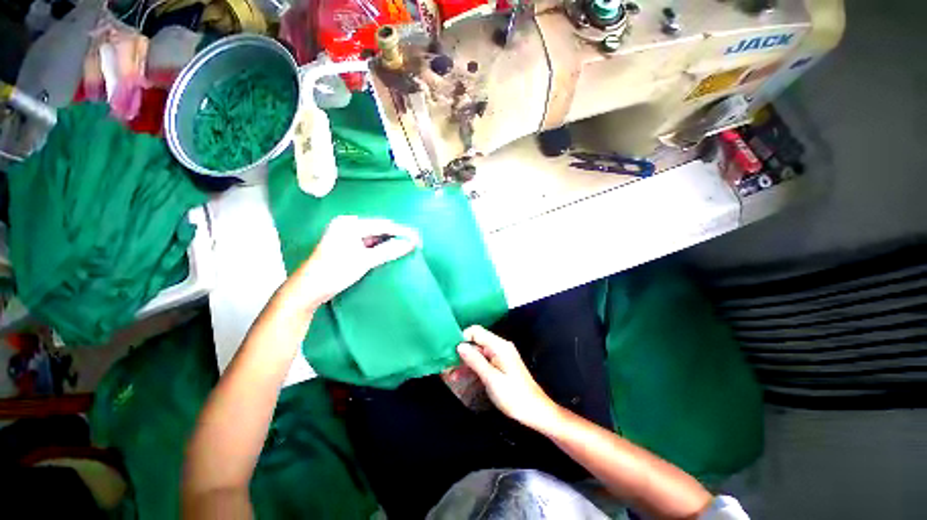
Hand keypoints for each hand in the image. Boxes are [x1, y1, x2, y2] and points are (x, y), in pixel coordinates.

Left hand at [287, 215, 419, 309]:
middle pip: (379, 229)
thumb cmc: (334, 273)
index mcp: (349, 224)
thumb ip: (389, 250)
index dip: (402, 232)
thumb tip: (411, 244)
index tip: (418, 239)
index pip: (383, 225)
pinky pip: (369, 243)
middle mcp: (347, 225)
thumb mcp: (364, 261)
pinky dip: (380, 247)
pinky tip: (391, 251)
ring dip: (390, 242)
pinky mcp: (347, 244)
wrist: (308, 290)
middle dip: (397, 236)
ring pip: (375, 236)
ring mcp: (346, 234)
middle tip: (415, 244)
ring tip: (407, 247)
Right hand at [457, 326, 563, 432]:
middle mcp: (499, 347)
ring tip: (449, 374)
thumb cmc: (514, 396)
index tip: (450, 351)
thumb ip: (475, 361)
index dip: (462, 337)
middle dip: (461, 352)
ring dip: (464, 361)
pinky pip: (483, 361)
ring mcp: (500, 356)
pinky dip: (472, 367)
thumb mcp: (492, 379)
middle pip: (476, 341)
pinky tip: (460, 376)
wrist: (536, 412)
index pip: (476, 331)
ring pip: (477, 352)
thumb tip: (460, 345)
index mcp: (499, 346)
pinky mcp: (500, 365)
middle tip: (446, 366)